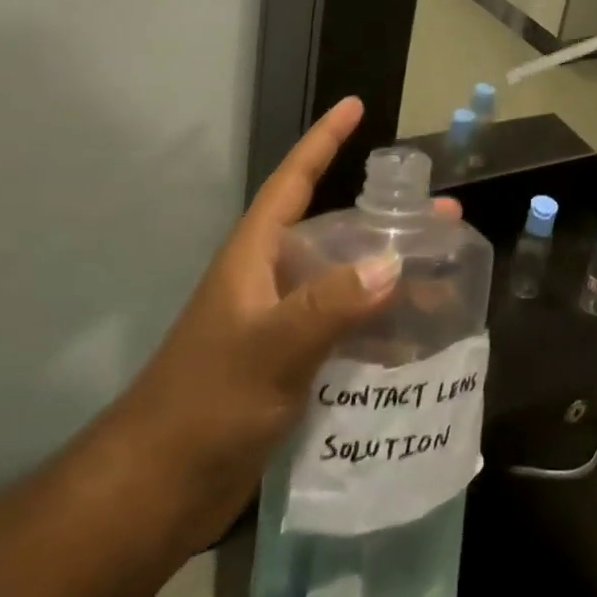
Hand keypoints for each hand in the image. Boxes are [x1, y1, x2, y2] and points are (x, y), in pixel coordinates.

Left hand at [94, 97, 437, 551]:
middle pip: (334, 232)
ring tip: (443, 278)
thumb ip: (330, 304)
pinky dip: (376, 326)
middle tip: (441, 216)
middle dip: (385, 221)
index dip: (324, 140)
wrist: (154, 491)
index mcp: (256, 255)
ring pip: (343, 282)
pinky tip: (412, 340)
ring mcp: (277, 323)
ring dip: (388, 276)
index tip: (355, 106)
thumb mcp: (271, 347)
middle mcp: (269, 279)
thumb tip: (392, 263)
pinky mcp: (286, 364)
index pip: (294, 180)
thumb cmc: (205, 403)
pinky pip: (342, 328)